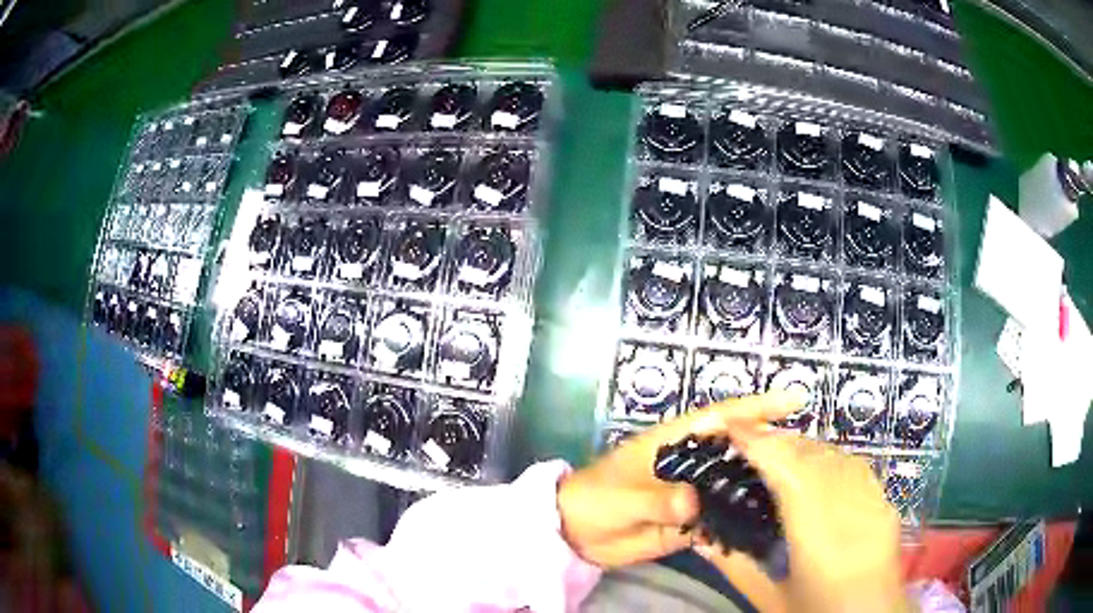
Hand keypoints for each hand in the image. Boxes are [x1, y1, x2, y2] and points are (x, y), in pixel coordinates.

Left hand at [556, 392, 803, 567]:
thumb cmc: (593, 500)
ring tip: (798, 488)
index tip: (793, 400)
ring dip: (761, 484)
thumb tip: (693, 503)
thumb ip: (655, 500)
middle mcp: (691, 464)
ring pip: (734, 483)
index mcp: (674, 442)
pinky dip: (742, 518)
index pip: (721, 418)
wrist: (576, 534)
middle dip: (770, 446)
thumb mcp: (621, 497)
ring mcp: (694, 493)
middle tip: (806, 453)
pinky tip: (767, 524)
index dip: (756, 407)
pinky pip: (722, 517)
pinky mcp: (691, 521)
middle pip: (737, 449)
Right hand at [696, 423, 908, 612]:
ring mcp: (874, 501)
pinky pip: (854, 465)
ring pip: (836, 455)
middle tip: (746, 438)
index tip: (732, 426)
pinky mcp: (885, 500)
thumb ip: (736, 567)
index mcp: (819, 538)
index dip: (762, 444)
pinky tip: (815, 466)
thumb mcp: (771, 600)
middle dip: (778, 441)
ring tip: (776, 450)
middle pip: (814, 457)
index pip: (791, 475)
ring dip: (803, 446)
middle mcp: (851, 509)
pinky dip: (828, 457)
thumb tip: (700, 537)